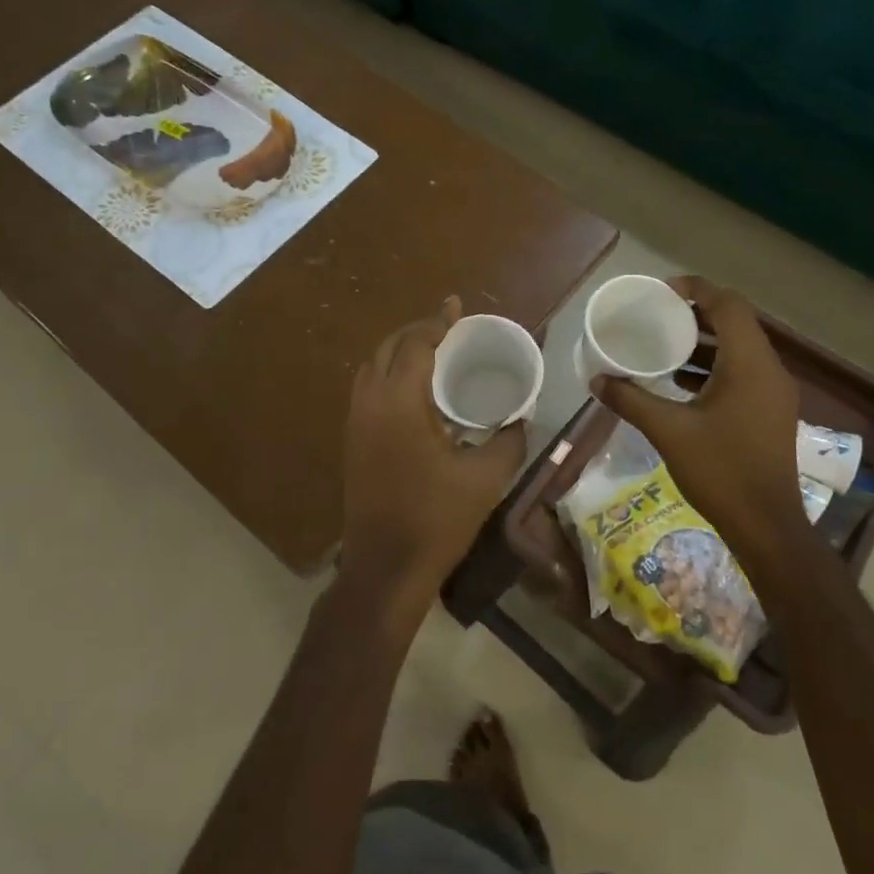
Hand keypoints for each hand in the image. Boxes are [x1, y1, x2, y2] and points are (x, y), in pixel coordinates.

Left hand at [338, 297, 526, 632]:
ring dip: (398, 353)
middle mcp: (369, 404)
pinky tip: (414, 392)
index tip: (455, 306)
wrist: (385, 568)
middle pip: (386, 349)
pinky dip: (388, 376)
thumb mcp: (485, 478)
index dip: (436, 322)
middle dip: (415, 332)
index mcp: (399, 403)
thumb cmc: (436, 520)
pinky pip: (367, 392)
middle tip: (446, 327)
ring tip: (431, 352)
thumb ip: (508, 440)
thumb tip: (521, 418)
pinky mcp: (352, 444)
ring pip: (371, 370)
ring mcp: (355, 425)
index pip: (414, 345)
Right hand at [592, 276, 812, 556]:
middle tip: (657, 316)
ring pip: (739, 349)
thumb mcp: (668, 431)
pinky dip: (713, 367)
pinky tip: (681, 384)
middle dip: (696, 314)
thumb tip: (596, 380)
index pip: (728, 305)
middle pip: (735, 323)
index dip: (696, 290)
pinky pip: (742, 372)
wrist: (766, 526)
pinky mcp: (770, 412)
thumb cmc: (720, 471)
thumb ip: (631, 400)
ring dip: (704, 343)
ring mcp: (774, 393)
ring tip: (663, 346)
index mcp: (750, 364)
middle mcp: (769, 370)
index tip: (661, 292)